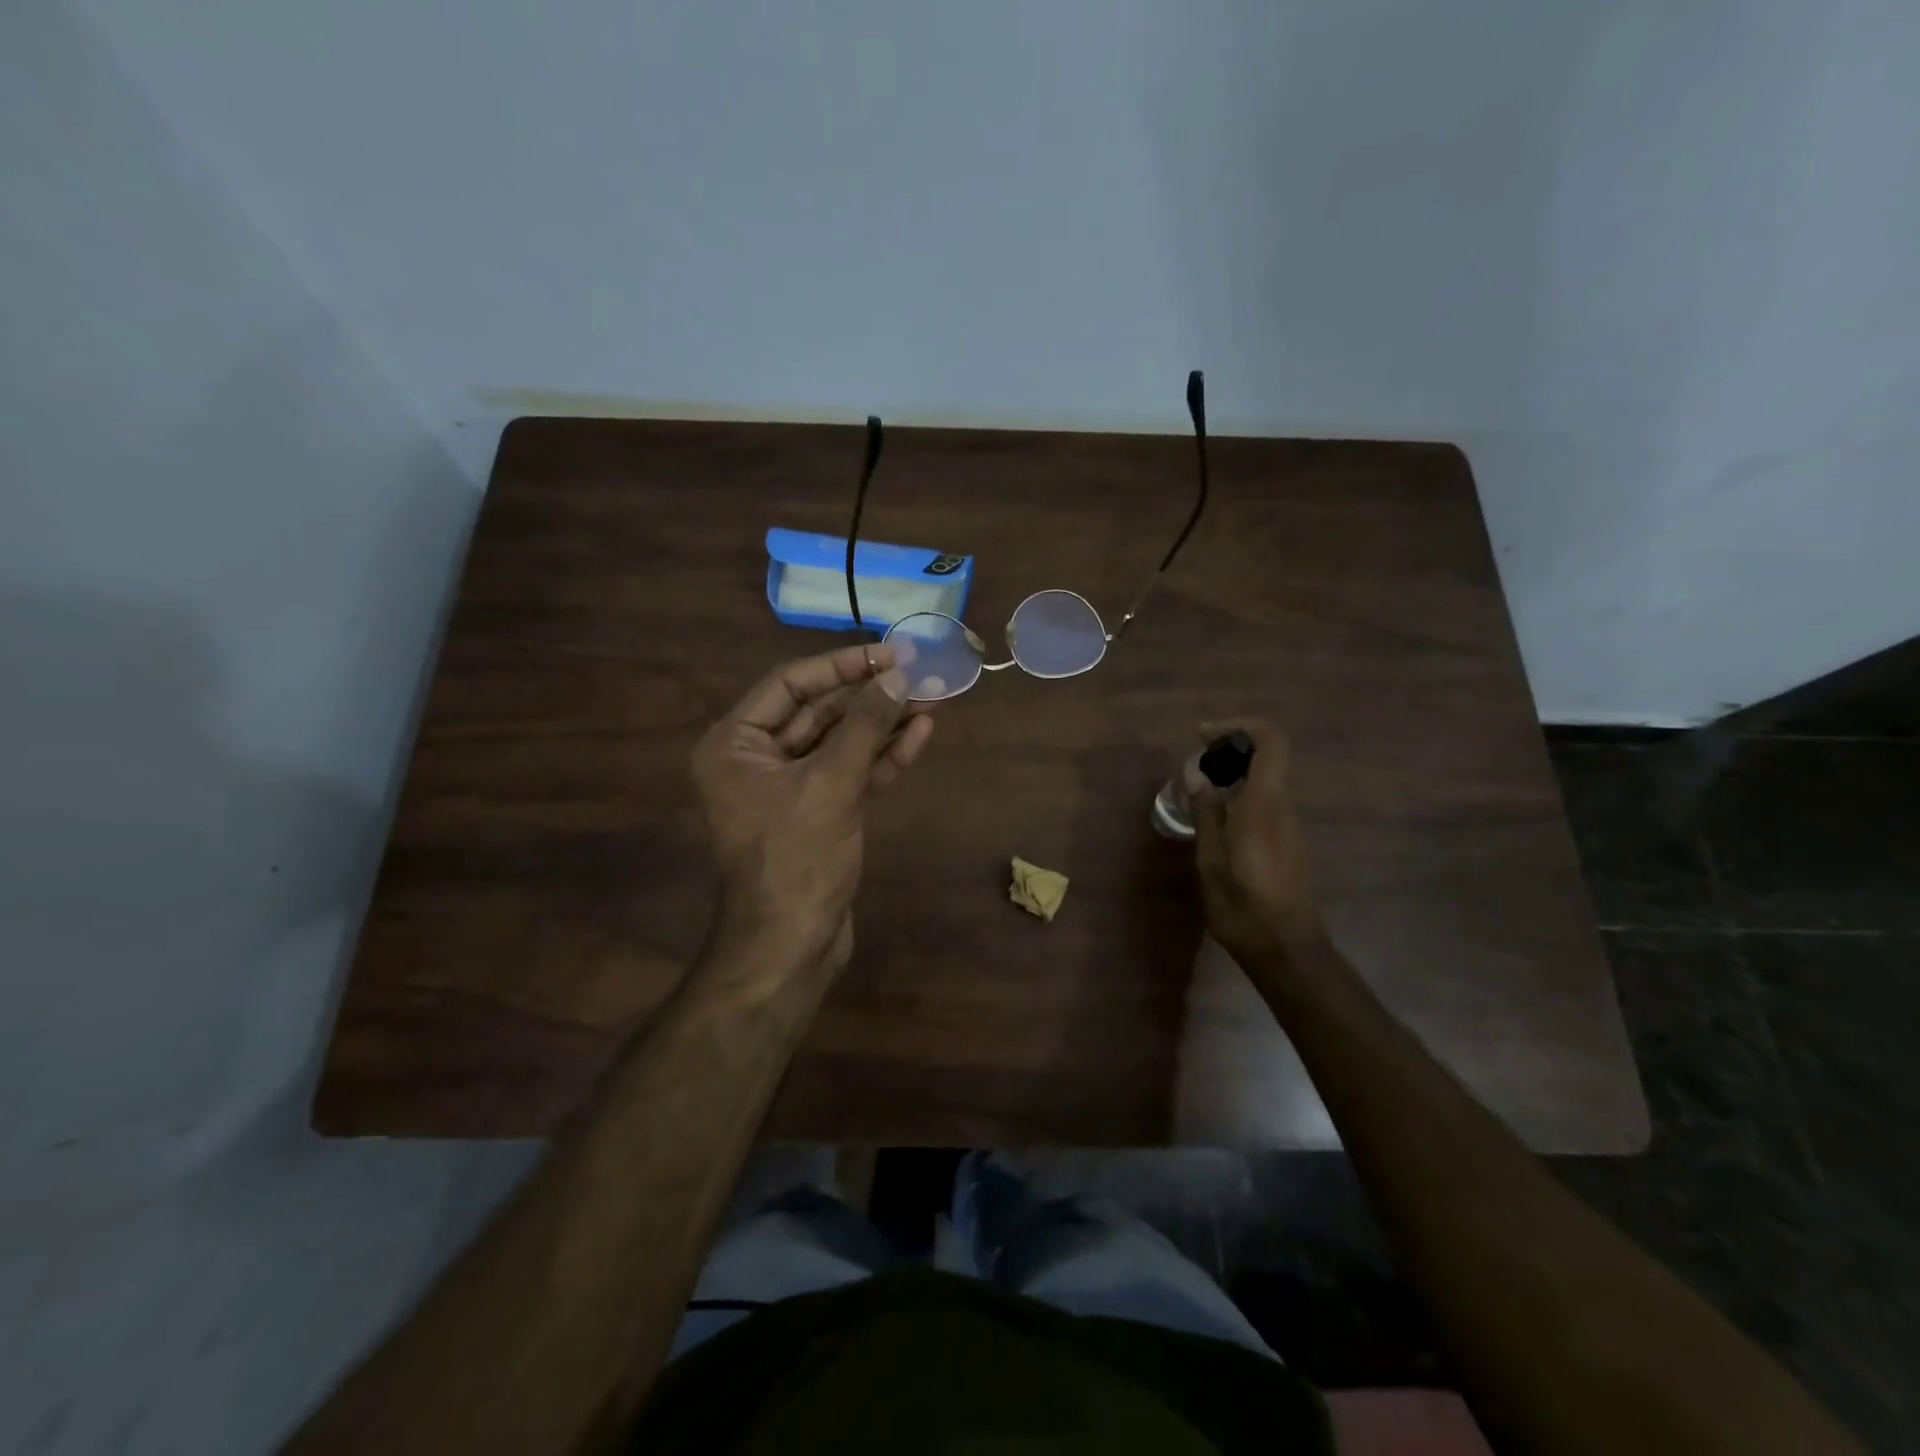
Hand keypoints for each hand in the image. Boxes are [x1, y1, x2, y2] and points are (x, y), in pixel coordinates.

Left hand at [691, 642, 933, 963]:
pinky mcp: (819, 811)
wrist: (792, 944)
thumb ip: (864, 725)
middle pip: (819, 711)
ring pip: (841, 742)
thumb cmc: (796, 857)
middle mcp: (757, 759)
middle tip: (920, 675)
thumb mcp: (831, 783)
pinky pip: (851, 772)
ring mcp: (790, 787)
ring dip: (884, 723)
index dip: (842, 665)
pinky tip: (920, 735)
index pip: (790, 684)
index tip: (889, 653)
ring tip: (933, 699)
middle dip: (871, 695)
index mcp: (735, 743)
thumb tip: (898, 676)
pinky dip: (882, 756)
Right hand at [1191, 719, 1326, 972]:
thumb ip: (1207, 811)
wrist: (1285, 947)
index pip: (1270, 742)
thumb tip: (1197, 774)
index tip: (1203, 735)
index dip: (1239, 727)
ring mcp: (1290, 825)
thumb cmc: (1242, 903)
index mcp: (1264, 805)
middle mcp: (1283, 808)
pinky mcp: (1289, 842)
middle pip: (1267, 757)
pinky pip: (1266, 802)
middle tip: (1195, 763)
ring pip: (1266, 780)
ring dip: (1234, 773)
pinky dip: (1241, 794)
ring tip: (1198, 791)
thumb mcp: (1211, 858)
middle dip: (1230, 749)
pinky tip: (1216, 819)